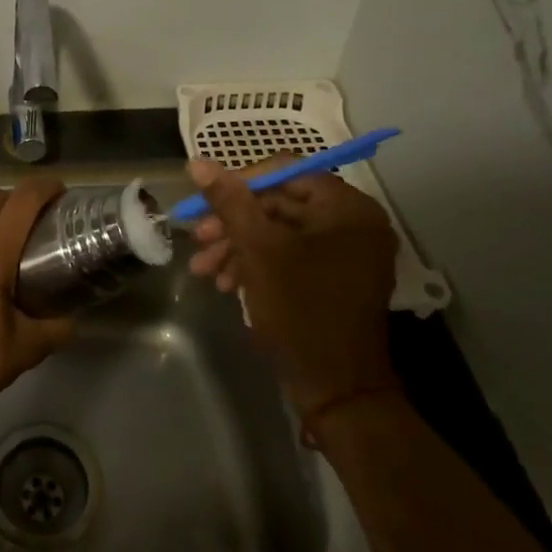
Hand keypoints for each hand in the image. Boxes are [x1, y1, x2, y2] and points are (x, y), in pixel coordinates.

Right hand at [187, 156, 399, 429]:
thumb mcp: (258, 249)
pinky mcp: (336, 279)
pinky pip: (292, 256)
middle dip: (234, 223)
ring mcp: (347, 253)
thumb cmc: (300, 309)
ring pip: (281, 233)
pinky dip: (258, 264)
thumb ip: (229, 201)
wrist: (336, 389)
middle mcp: (354, 223)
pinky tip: (227, 283)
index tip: (206, 203)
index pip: (285, 171)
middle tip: (198, 239)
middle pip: (280, 204)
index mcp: (347, 208)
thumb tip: (198, 161)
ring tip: (205, 270)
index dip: (240, 182)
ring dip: (239, 247)